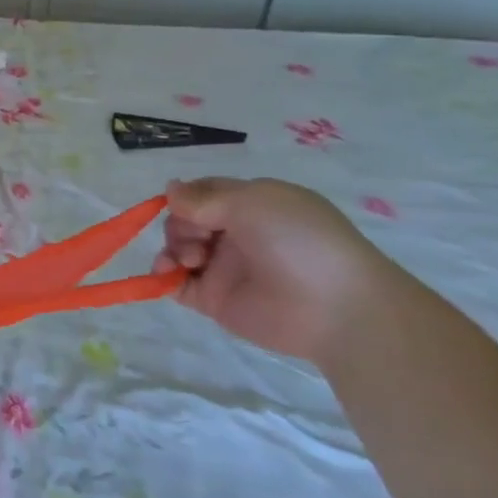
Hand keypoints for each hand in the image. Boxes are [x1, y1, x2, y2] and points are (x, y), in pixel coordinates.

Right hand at [152, 177, 397, 364]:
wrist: (334, 307)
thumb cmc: (298, 240)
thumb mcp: (252, 203)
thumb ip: (203, 198)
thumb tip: (169, 189)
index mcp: (253, 206)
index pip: (205, 193)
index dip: (186, 196)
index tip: (179, 204)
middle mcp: (237, 234)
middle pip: (186, 220)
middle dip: (180, 224)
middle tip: (200, 238)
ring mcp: (225, 268)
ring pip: (179, 249)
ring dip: (172, 248)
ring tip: (189, 260)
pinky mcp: (215, 299)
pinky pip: (177, 284)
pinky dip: (163, 277)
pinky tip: (166, 274)